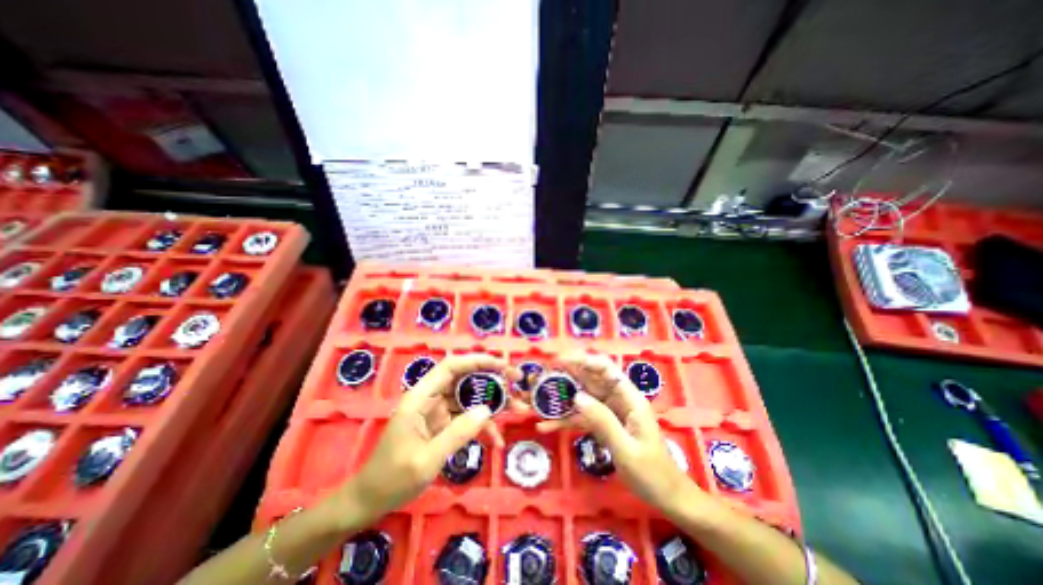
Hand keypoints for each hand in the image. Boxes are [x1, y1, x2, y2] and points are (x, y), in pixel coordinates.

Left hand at [340, 354, 515, 526]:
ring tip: (518, 410)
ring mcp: (438, 411)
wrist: (369, 502)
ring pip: (470, 397)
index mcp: (421, 397)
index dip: (477, 361)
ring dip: (494, 403)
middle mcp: (431, 398)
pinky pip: (467, 418)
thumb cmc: (391, 479)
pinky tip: (496, 440)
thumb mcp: (426, 460)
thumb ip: (457, 433)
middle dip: (493, 379)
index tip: (502, 366)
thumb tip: (487, 410)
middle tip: (518, 383)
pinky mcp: (443, 425)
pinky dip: (483, 426)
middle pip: (465, 378)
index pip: (451, 367)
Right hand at [533, 350, 704, 514]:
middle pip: (590, 379)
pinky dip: (565, 419)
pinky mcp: (603, 425)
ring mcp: (609, 412)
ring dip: (562, 397)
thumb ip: (602, 421)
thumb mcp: (626, 449)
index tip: (561, 361)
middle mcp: (618, 400)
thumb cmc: (652, 473)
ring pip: (582, 397)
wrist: (666, 498)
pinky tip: (546, 425)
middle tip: (543, 374)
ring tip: (539, 397)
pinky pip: (581, 417)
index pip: (606, 368)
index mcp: (629, 398)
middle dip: (567, 374)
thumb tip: (576, 396)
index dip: (584, 360)